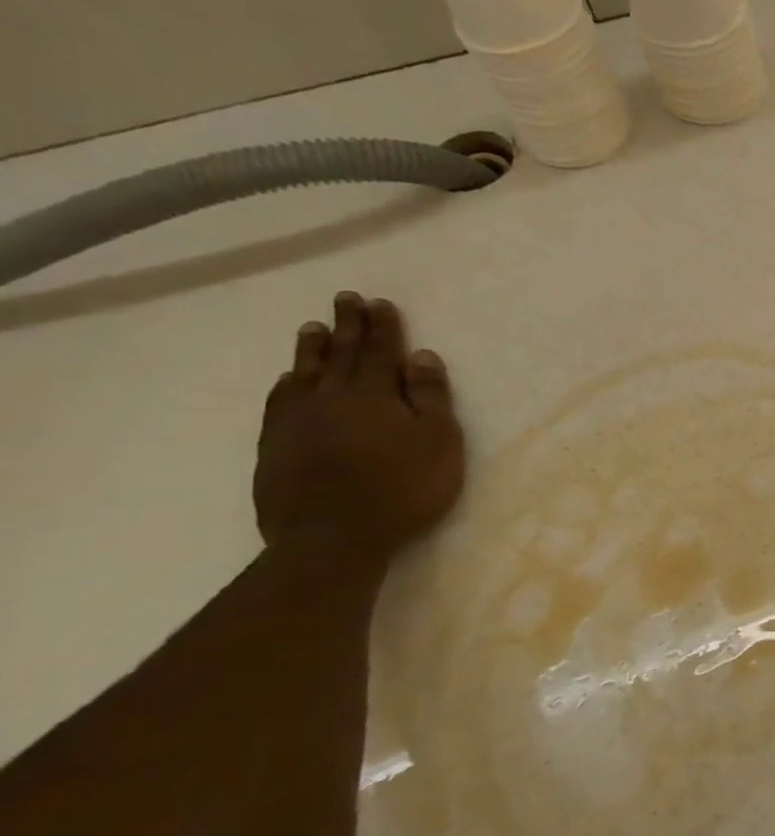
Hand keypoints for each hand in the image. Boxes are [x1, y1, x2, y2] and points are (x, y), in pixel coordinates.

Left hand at [254, 292, 466, 559]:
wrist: (334, 536)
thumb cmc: (403, 487)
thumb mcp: (438, 441)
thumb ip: (430, 398)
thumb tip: (421, 356)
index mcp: (374, 395)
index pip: (379, 351)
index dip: (382, 326)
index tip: (380, 302)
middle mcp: (331, 398)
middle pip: (339, 354)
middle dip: (347, 326)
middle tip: (345, 299)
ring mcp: (296, 422)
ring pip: (304, 374)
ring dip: (311, 350)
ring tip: (312, 328)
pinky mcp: (275, 447)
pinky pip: (279, 403)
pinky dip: (286, 385)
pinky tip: (287, 380)